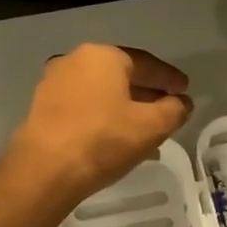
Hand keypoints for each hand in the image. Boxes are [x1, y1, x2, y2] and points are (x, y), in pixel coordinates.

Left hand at [10, 44, 191, 203]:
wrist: (44, 171)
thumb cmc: (103, 140)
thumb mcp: (152, 126)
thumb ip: (174, 110)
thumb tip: (181, 103)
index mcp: (103, 56)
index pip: (146, 63)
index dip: (169, 78)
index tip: (185, 90)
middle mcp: (75, 61)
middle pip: (120, 75)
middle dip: (146, 92)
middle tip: (167, 107)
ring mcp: (53, 84)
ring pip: (101, 93)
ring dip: (124, 107)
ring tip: (144, 129)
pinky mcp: (42, 109)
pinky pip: (83, 107)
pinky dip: (103, 117)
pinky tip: (116, 138)